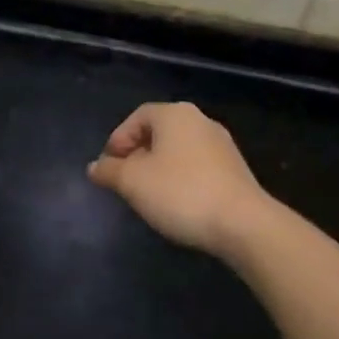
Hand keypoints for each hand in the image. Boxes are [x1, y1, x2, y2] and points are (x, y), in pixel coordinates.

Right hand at [87, 102, 266, 255]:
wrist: (244, 224)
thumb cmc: (181, 193)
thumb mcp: (133, 182)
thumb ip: (109, 171)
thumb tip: (95, 167)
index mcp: (174, 114)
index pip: (137, 117)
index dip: (118, 140)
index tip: (108, 166)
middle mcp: (199, 121)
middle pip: (158, 132)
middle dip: (137, 155)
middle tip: (124, 181)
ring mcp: (222, 145)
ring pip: (178, 150)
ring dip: (159, 168)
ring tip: (147, 195)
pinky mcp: (235, 169)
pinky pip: (197, 166)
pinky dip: (181, 179)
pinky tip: (176, 203)